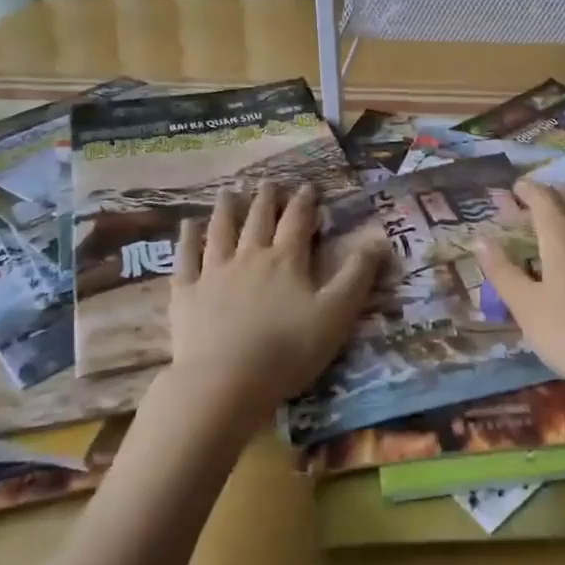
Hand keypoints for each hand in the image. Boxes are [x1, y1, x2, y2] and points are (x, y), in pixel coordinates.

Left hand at [166, 183, 384, 420]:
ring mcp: (214, 273)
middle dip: (266, 199)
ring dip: (226, 209)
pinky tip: (186, 225)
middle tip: (268, 182)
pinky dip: (187, 238)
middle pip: (258, 219)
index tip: (307, 186)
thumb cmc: (288, 350)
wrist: (225, 382)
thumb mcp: (336, 314)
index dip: (304, 202)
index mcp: (286, 261)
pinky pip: (185, 258)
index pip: (297, 221)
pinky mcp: (186, 294)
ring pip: (221, 231)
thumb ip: (358, 275)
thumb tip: (379, 238)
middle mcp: (250, 257)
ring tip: (229, 192)